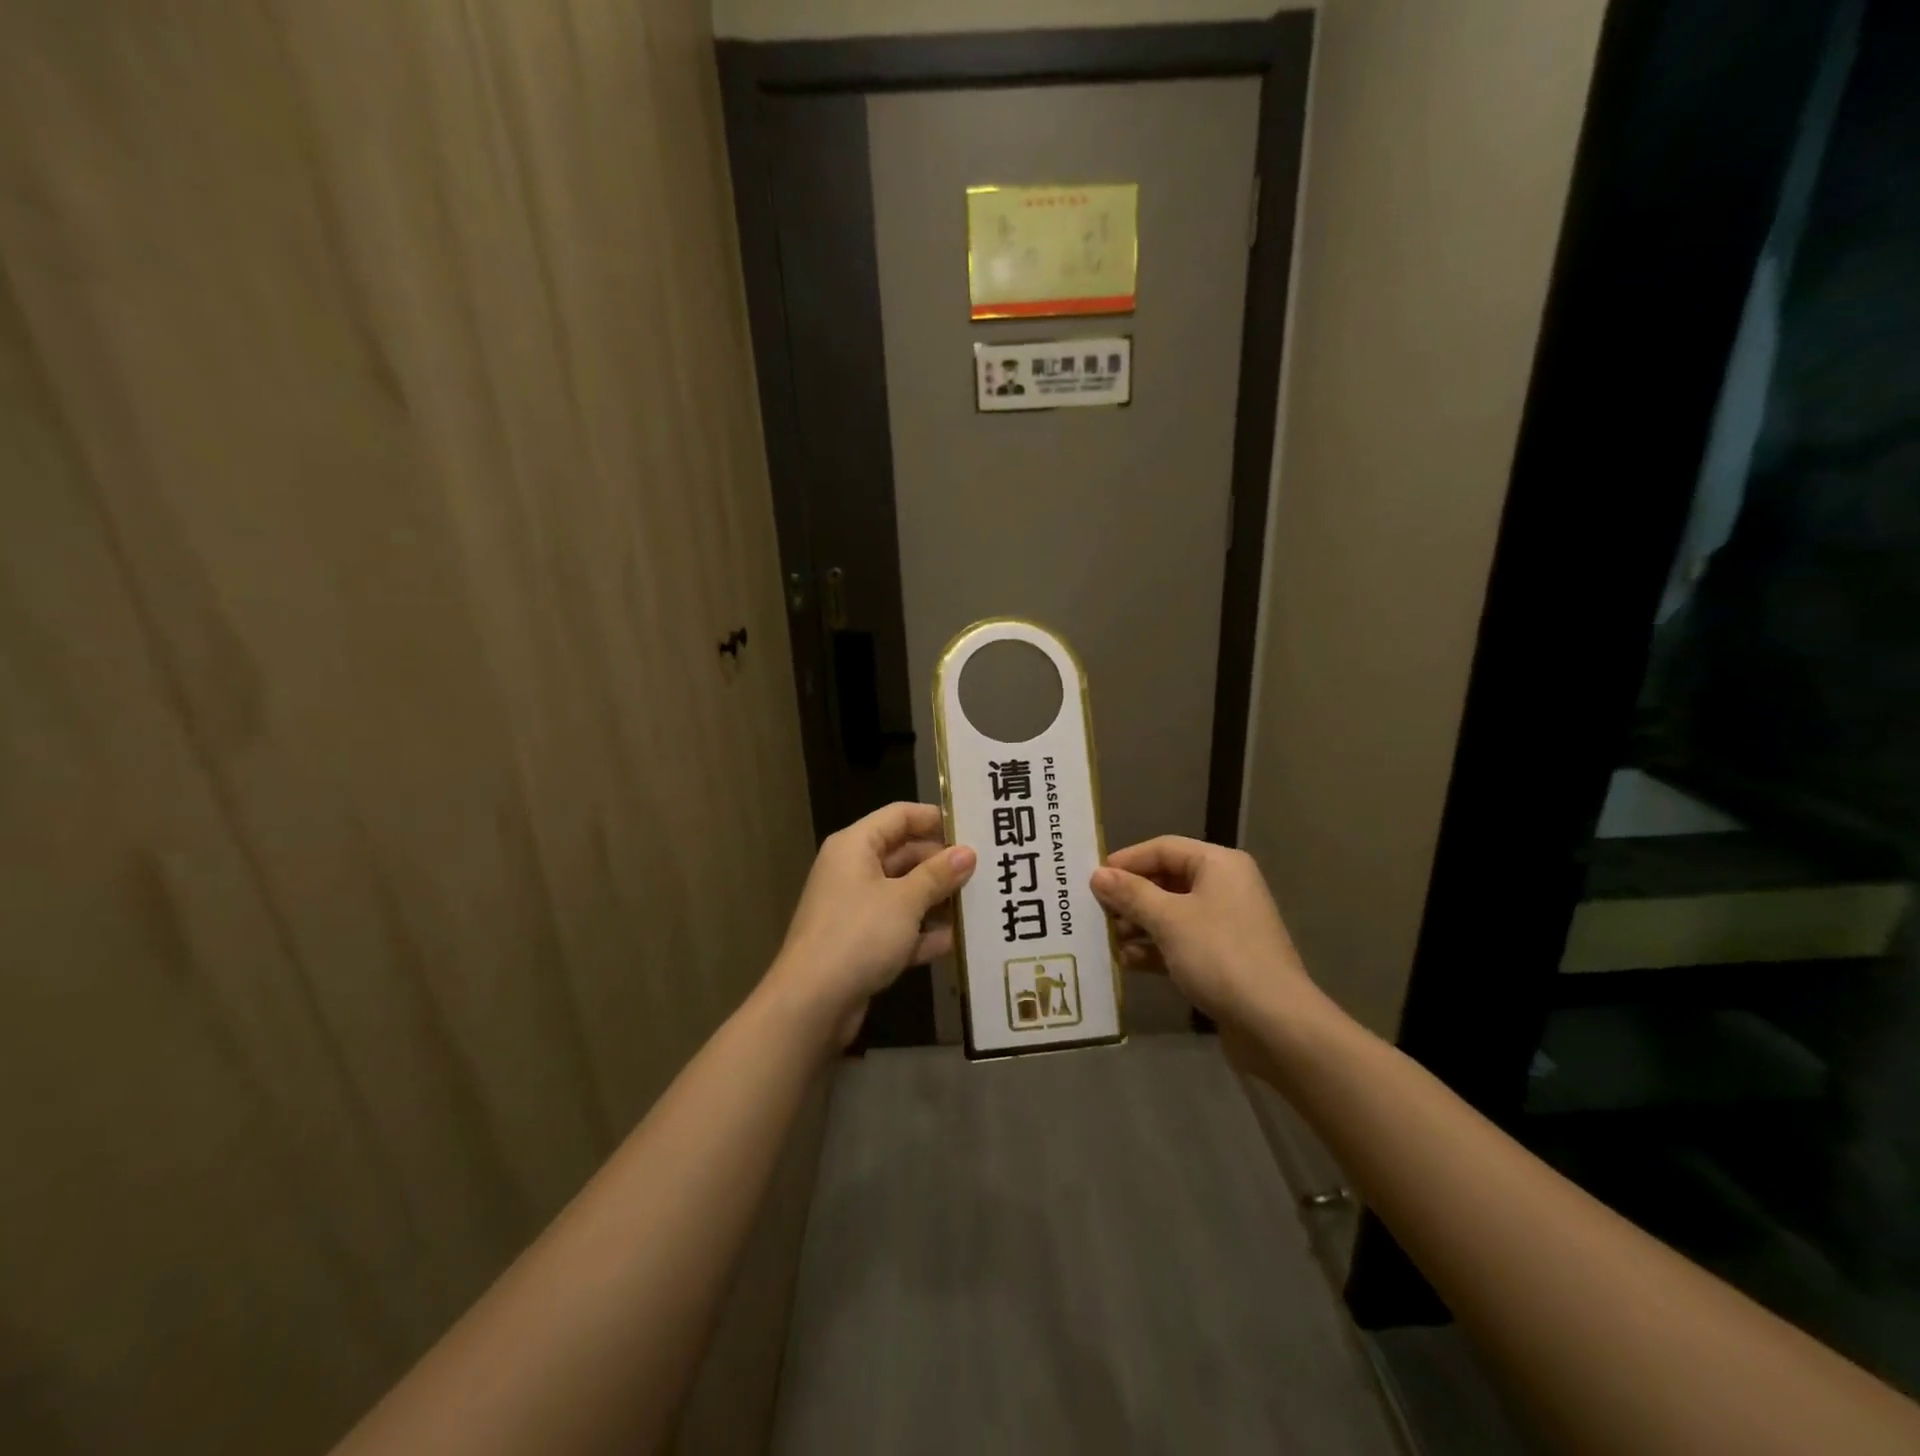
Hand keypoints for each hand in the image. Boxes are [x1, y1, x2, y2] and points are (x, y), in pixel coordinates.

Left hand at [770, 803, 976, 1047]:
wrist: (811, 1003)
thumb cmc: (858, 935)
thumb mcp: (905, 900)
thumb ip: (938, 874)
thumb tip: (967, 853)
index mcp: (856, 846)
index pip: (900, 815)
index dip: (935, 818)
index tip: (973, 828)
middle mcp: (853, 870)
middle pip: (904, 854)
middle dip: (942, 864)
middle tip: (986, 870)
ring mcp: (855, 908)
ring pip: (904, 893)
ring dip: (937, 900)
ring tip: (981, 903)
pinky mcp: (860, 943)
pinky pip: (898, 928)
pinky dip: (923, 933)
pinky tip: (957, 942)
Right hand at [1089, 837, 1318, 1030]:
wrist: (1275, 1024)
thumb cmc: (1220, 956)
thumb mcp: (1168, 920)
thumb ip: (1131, 894)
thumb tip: (1098, 874)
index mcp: (1218, 865)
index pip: (1163, 848)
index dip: (1126, 861)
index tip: (1092, 879)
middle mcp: (1224, 887)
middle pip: (1165, 880)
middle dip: (1129, 897)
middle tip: (1094, 912)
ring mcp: (1224, 924)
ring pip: (1170, 913)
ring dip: (1138, 925)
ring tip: (1107, 940)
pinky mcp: (1222, 957)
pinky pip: (1180, 941)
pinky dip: (1154, 948)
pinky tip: (1127, 962)